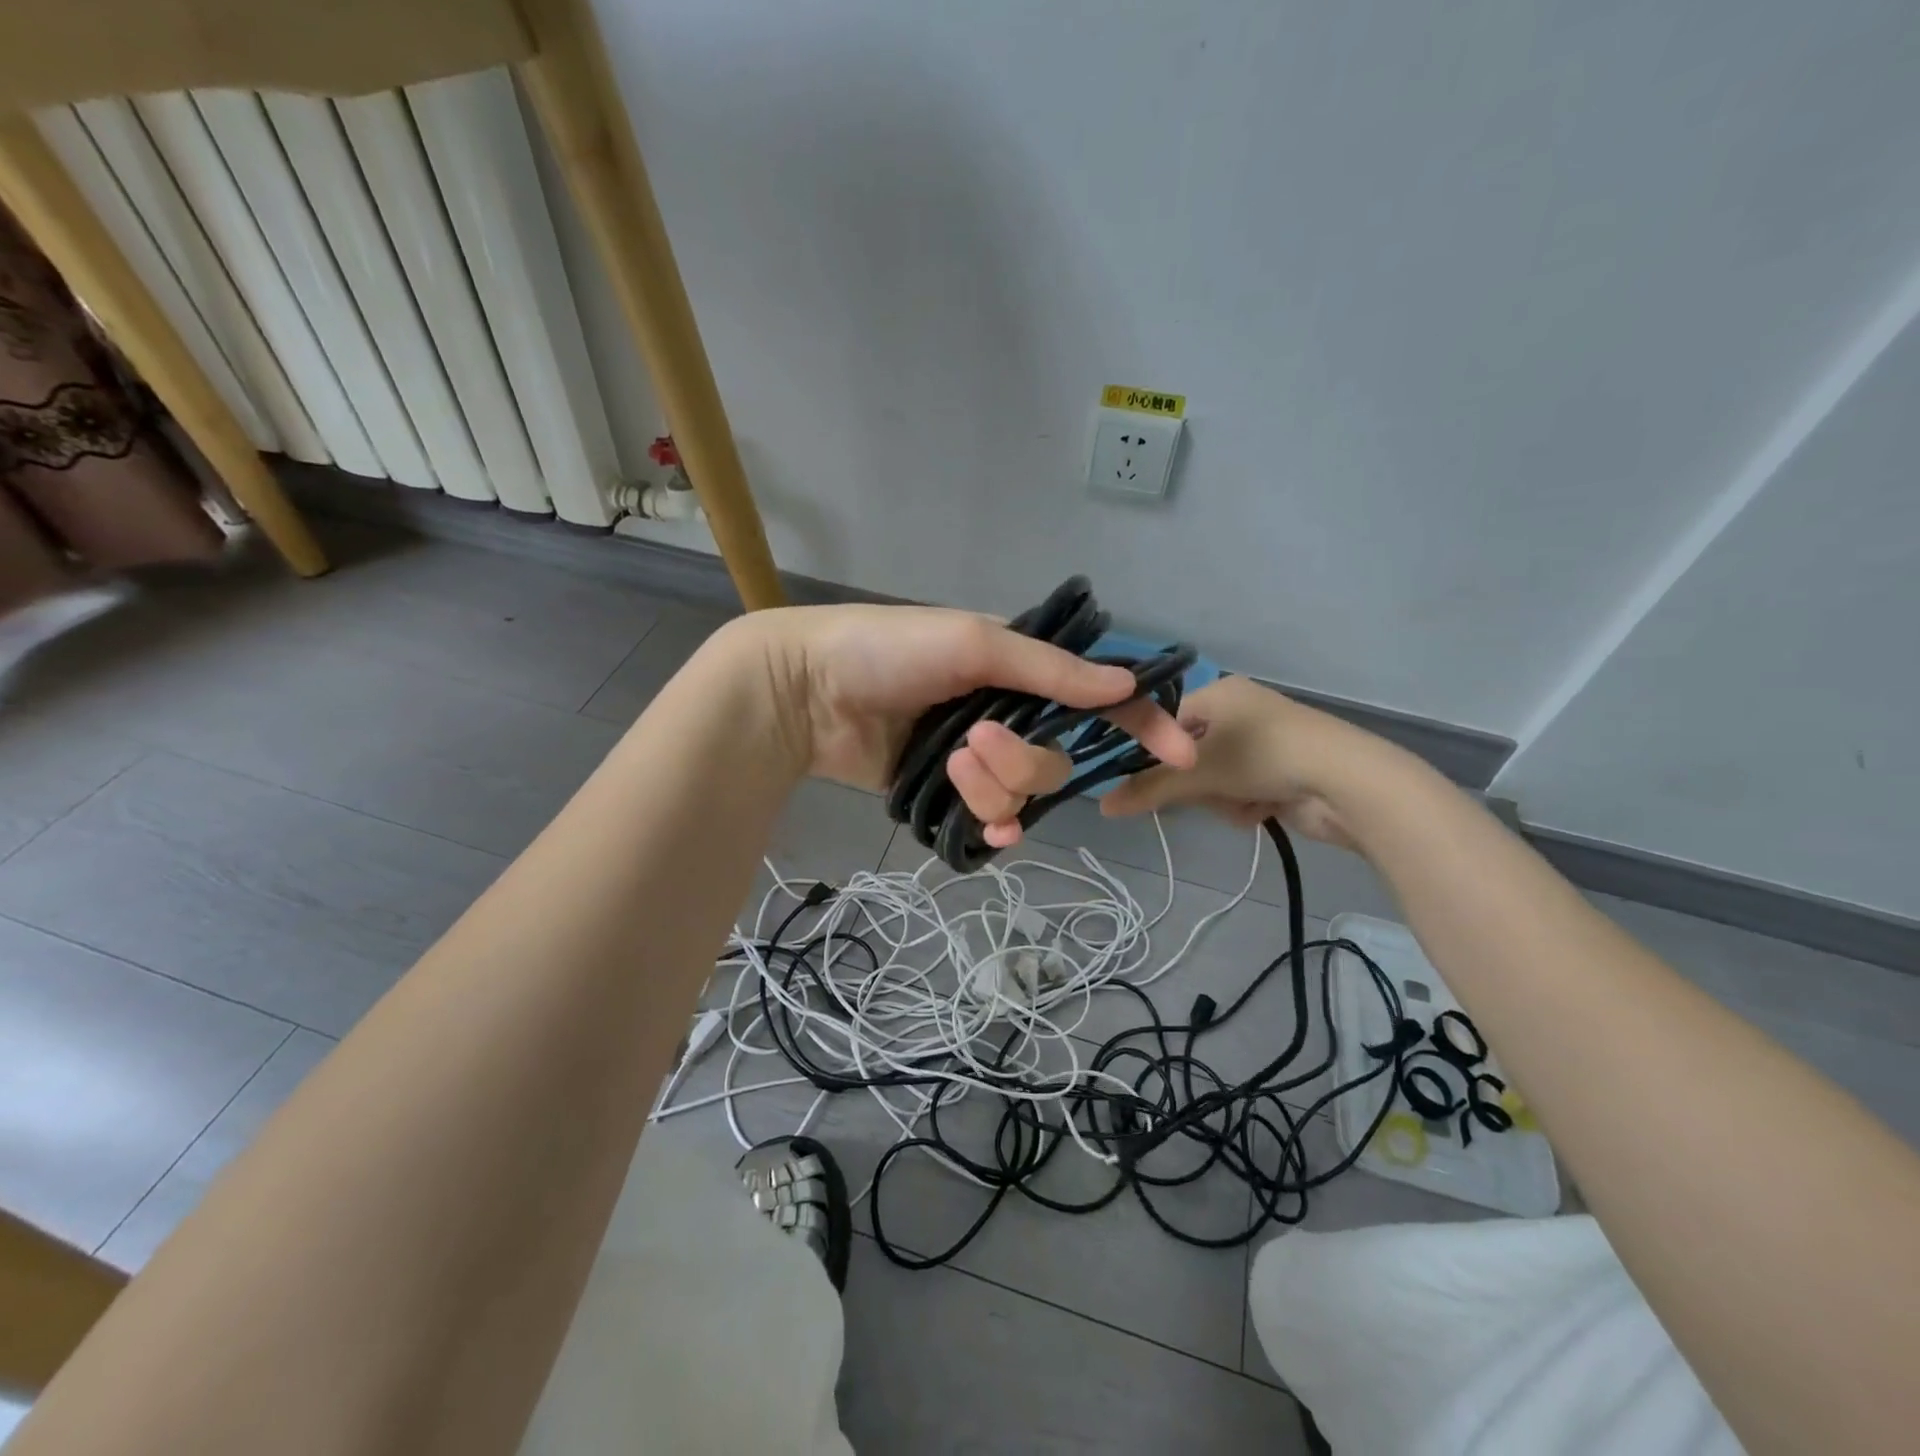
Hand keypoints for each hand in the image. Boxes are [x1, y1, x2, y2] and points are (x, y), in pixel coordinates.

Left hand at [734, 605, 1196, 846]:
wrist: (807, 691)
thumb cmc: (888, 650)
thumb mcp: (973, 643)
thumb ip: (1049, 669)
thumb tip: (1126, 681)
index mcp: (1017, 668)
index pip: (1094, 695)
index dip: (1138, 721)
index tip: (1176, 751)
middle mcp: (1005, 711)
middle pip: (1055, 758)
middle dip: (1022, 759)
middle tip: (973, 741)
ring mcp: (976, 756)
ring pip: (1022, 791)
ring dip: (992, 785)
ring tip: (947, 764)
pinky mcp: (946, 791)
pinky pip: (993, 819)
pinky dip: (995, 826)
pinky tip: (987, 830)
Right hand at [1098, 677, 1369, 849]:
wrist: (1346, 783)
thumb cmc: (1263, 758)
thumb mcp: (1198, 774)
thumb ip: (1147, 790)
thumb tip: (1100, 805)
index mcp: (1220, 693)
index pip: (1167, 724)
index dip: (1156, 755)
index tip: (1150, 782)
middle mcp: (1241, 710)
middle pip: (1190, 756)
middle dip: (1199, 784)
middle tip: (1207, 794)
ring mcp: (1264, 740)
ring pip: (1216, 779)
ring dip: (1222, 799)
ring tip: (1244, 802)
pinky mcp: (1283, 768)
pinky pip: (1242, 789)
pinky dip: (1246, 804)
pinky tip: (1262, 810)